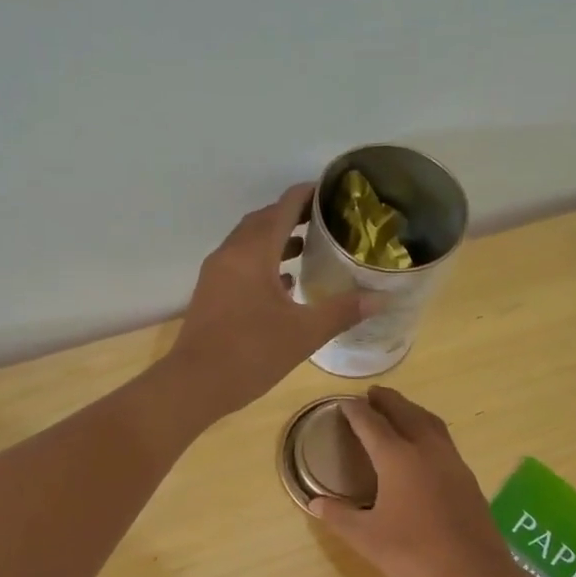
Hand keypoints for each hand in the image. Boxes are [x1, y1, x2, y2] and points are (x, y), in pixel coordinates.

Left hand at [166, 184, 368, 416]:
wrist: (194, 384)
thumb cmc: (251, 353)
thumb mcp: (304, 333)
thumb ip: (342, 311)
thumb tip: (381, 298)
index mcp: (253, 252)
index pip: (283, 207)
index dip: (308, 195)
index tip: (335, 192)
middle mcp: (231, 254)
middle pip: (263, 220)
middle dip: (293, 215)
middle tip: (327, 220)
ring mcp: (216, 274)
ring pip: (249, 243)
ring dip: (276, 239)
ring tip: (308, 247)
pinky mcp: (211, 293)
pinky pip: (240, 264)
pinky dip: (262, 262)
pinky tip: (284, 283)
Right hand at [310, 388, 524, 576]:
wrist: (474, 576)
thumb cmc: (414, 554)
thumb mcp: (366, 538)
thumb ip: (339, 516)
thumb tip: (315, 503)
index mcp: (398, 458)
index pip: (372, 424)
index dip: (356, 412)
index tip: (344, 403)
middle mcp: (427, 450)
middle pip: (406, 413)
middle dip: (388, 401)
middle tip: (372, 394)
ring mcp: (452, 463)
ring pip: (430, 423)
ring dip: (411, 411)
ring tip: (398, 410)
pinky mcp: (467, 479)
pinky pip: (444, 441)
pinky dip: (428, 430)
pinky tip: (423, 447)